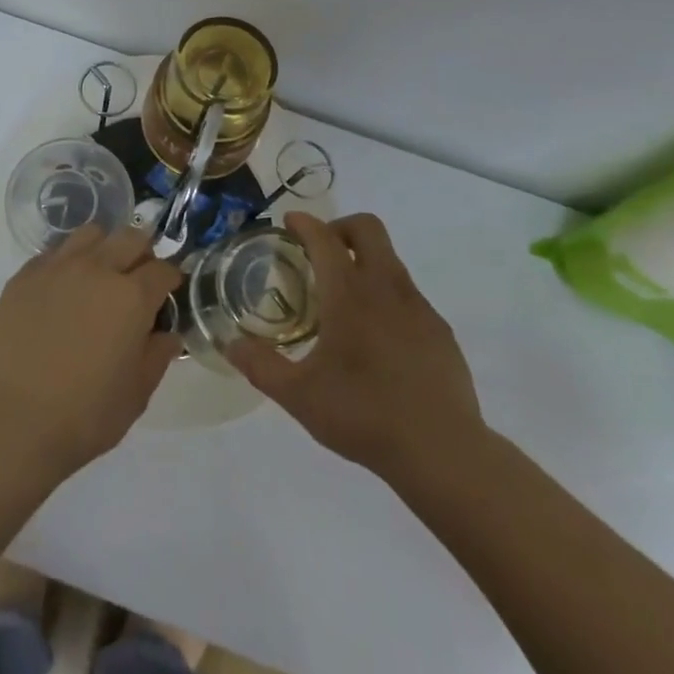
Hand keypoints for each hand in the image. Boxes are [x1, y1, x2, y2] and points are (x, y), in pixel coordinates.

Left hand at [0, 226, 182, 479]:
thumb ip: (158, 355)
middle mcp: (97, 269)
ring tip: (99, 275)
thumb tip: (167, 333)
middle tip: (137, 278)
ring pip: (90, 234)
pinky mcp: (24, 276)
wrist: (13, 422)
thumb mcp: (137, 394)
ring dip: (103, 248)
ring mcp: (57, 267)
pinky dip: (67, 262)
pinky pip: (54, 252)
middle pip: (130, 237)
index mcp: (131, 297)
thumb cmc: (85, 415)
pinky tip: (62, 290)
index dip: (170, 279)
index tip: (169, 291)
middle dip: (141, 253)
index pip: (162, 269)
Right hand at [227, 211, 484, 479]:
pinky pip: (410, 297)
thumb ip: (261, 366)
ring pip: (391, 261)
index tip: (289, 222)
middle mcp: (386, 288)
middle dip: (340, 228)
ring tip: (345, 300)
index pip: (324, 238)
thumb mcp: (299, 396)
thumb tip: (230, 345)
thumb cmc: (364, 414)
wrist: (443, 451)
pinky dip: (388, 298)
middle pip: (368, 229)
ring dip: (365, 263)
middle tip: (320, 252)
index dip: (304, 223)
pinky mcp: (441, 332)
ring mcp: (419, 308)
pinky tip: (379, 339)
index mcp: (349, 293)